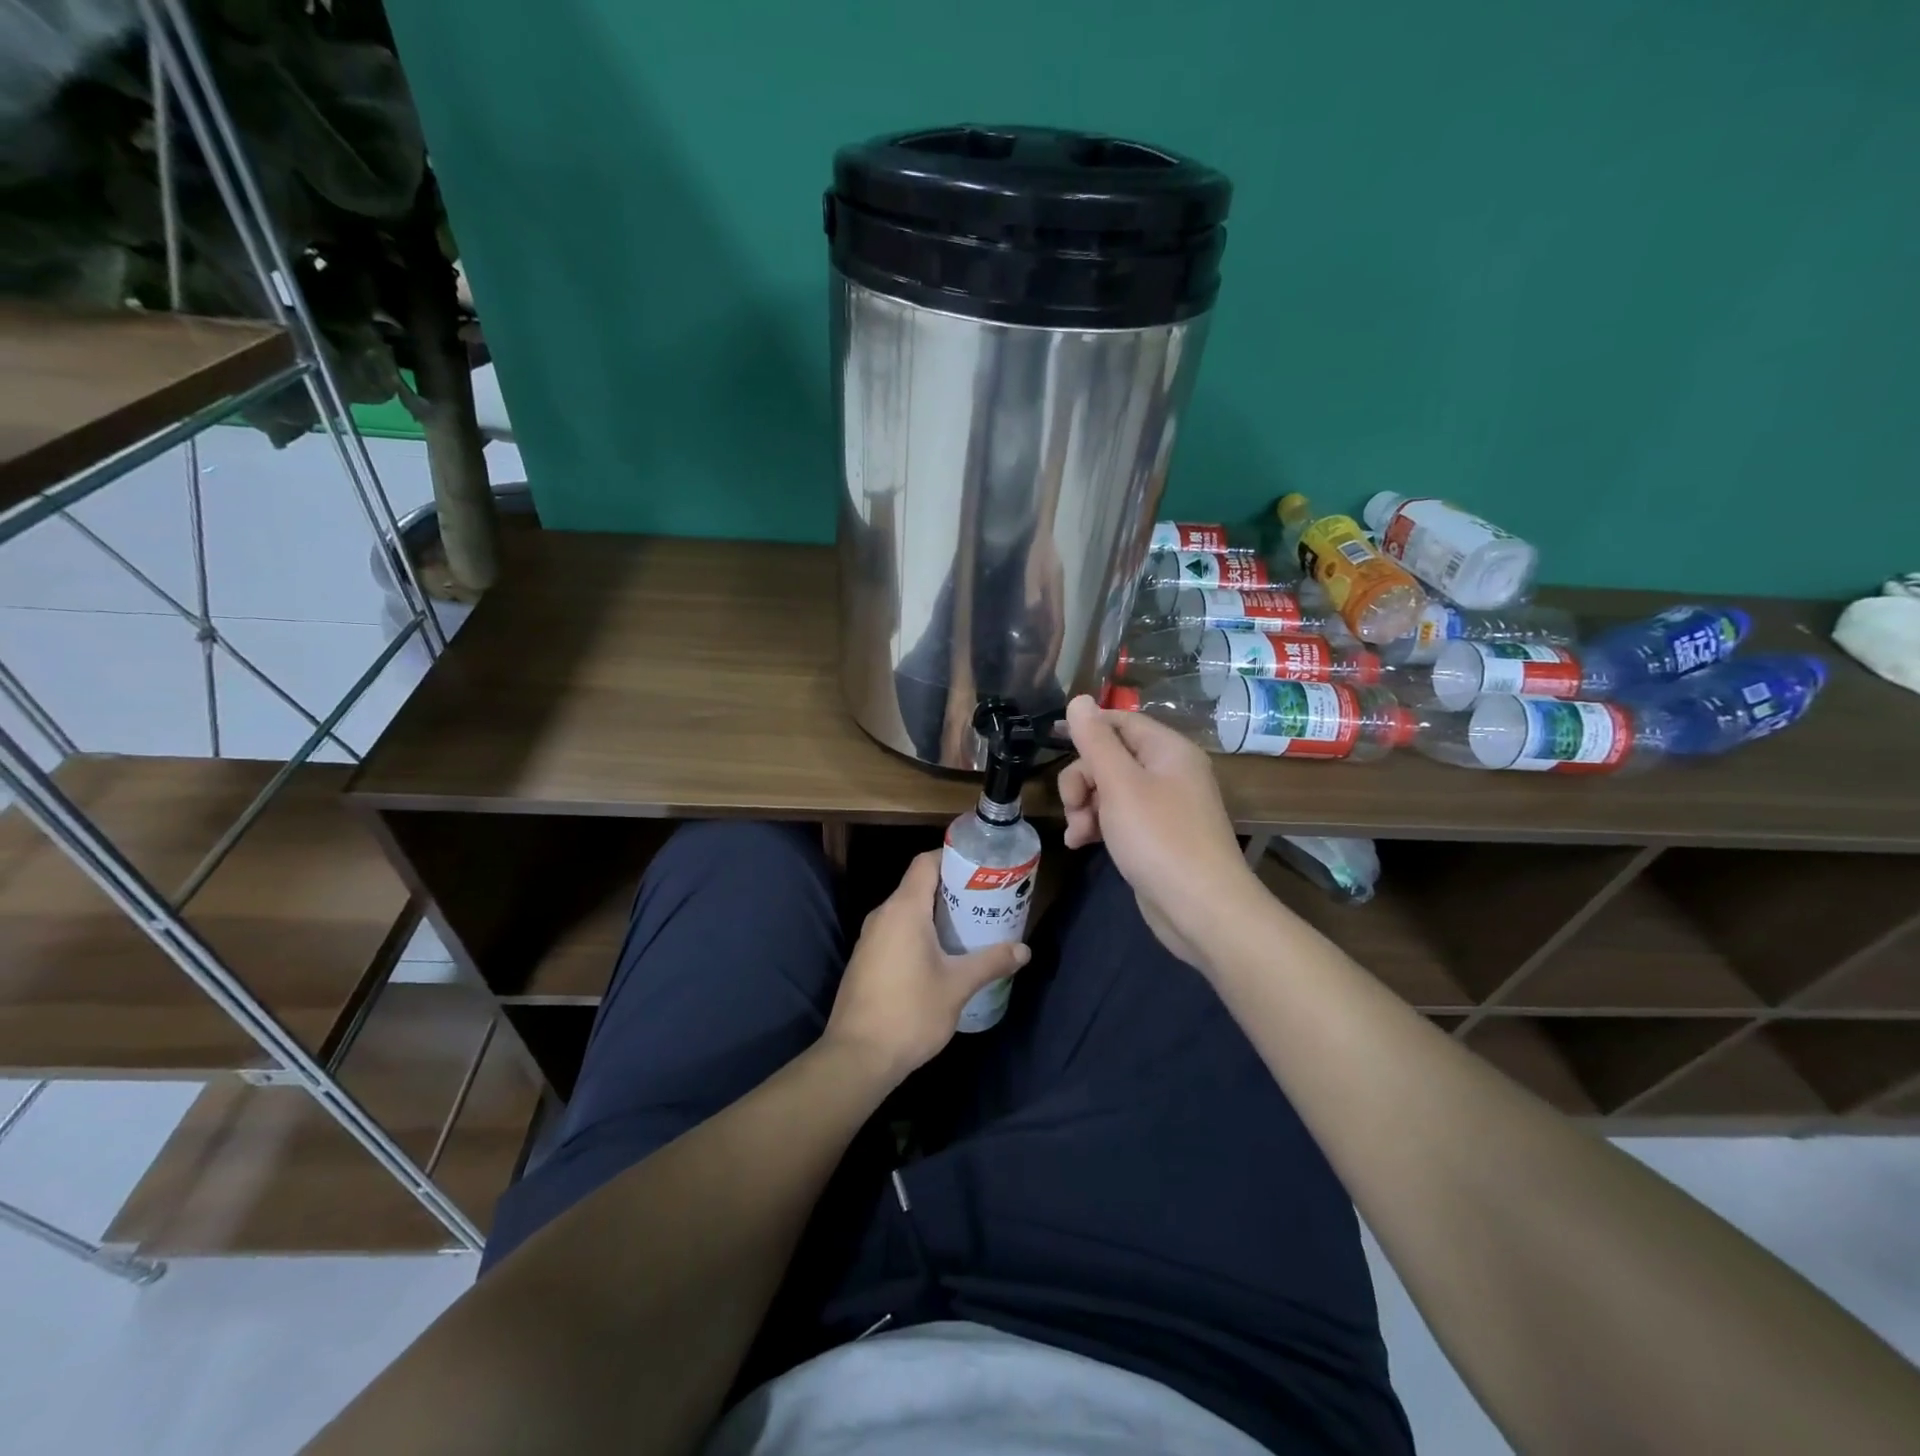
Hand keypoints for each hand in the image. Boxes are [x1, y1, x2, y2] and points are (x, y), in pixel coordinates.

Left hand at [825, 851, 1029, 1081]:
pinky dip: (919, 932)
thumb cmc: (910, 1012)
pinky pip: (896, 931)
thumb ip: (991, 962)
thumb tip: (1024, 950)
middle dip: (952, 888)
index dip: (952, 857)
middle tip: (985, 899)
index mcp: (904, 909)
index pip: (926, 862)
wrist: (857, 1056)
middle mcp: (883, 915)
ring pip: (906, 910)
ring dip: (935, 913)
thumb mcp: (958, 986)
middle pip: (917, 885)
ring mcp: (869, 938)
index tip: (981, 867)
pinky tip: (942, 954)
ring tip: (969, 925)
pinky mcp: (865, 959)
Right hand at [1059, 694, 1261, 970]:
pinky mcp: (1156, 836)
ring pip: (1110, 789)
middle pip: (1111, 757)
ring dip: (1085, 806)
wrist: (1202, 909)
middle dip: (1082, 779)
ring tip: (1077, 832)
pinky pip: (1119, 817)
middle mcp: (1169, 772)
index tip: (1051, 740)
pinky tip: (1081, 843)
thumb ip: (1095, 741)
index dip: (1086, 728)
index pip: (1120, 720)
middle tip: (1073, 806)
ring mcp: (1164, 806)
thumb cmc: (1159, 838)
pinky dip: (1097, 825)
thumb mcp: (1120, 784)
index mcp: (1168, 750)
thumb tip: (1079, 700)